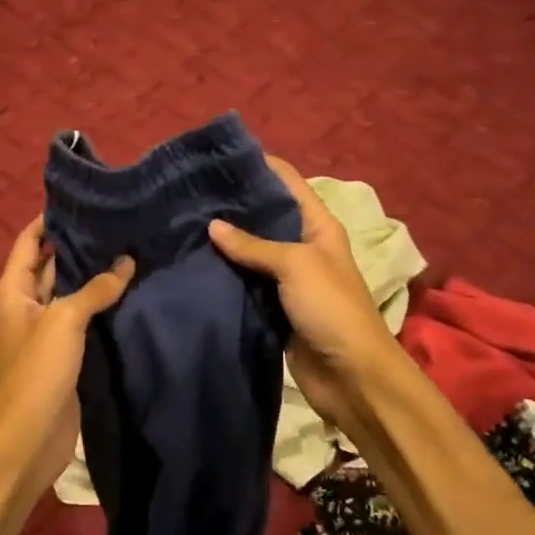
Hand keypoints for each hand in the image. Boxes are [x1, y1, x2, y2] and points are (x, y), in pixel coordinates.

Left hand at [0, 216, 134, 489]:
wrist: (30, 435)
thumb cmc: (38, 369)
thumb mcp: (65, 320)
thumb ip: (95, 288)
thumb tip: (126, 261)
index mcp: (14, 290)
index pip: (29, 242)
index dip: (49, 220)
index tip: (80, 199)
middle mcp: (27, 304)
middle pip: (50, 264)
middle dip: (77, 244)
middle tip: (115, 221)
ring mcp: (47, 330)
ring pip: (70, 291)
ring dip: (92, 274)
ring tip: (128, 247)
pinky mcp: (66, 352)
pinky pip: (83, 318)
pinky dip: (101, 304)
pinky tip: (129, 290)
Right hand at [208, 156, 400, 433]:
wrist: (351, 376)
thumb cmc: (331, 308)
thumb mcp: (295, 265)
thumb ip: (254, 245)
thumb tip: (212, 225)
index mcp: (318, 225)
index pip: (287, 182)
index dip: (259, 165)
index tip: (219, 158)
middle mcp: (303, 246)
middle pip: (265, 215)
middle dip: (233, 204)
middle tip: (190, 193)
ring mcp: (288, 278)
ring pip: (251, 251)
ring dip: (225, 241)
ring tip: (183, 223)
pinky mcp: (273, 306)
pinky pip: (246, 283)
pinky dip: (225, 275)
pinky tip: (195, 263)